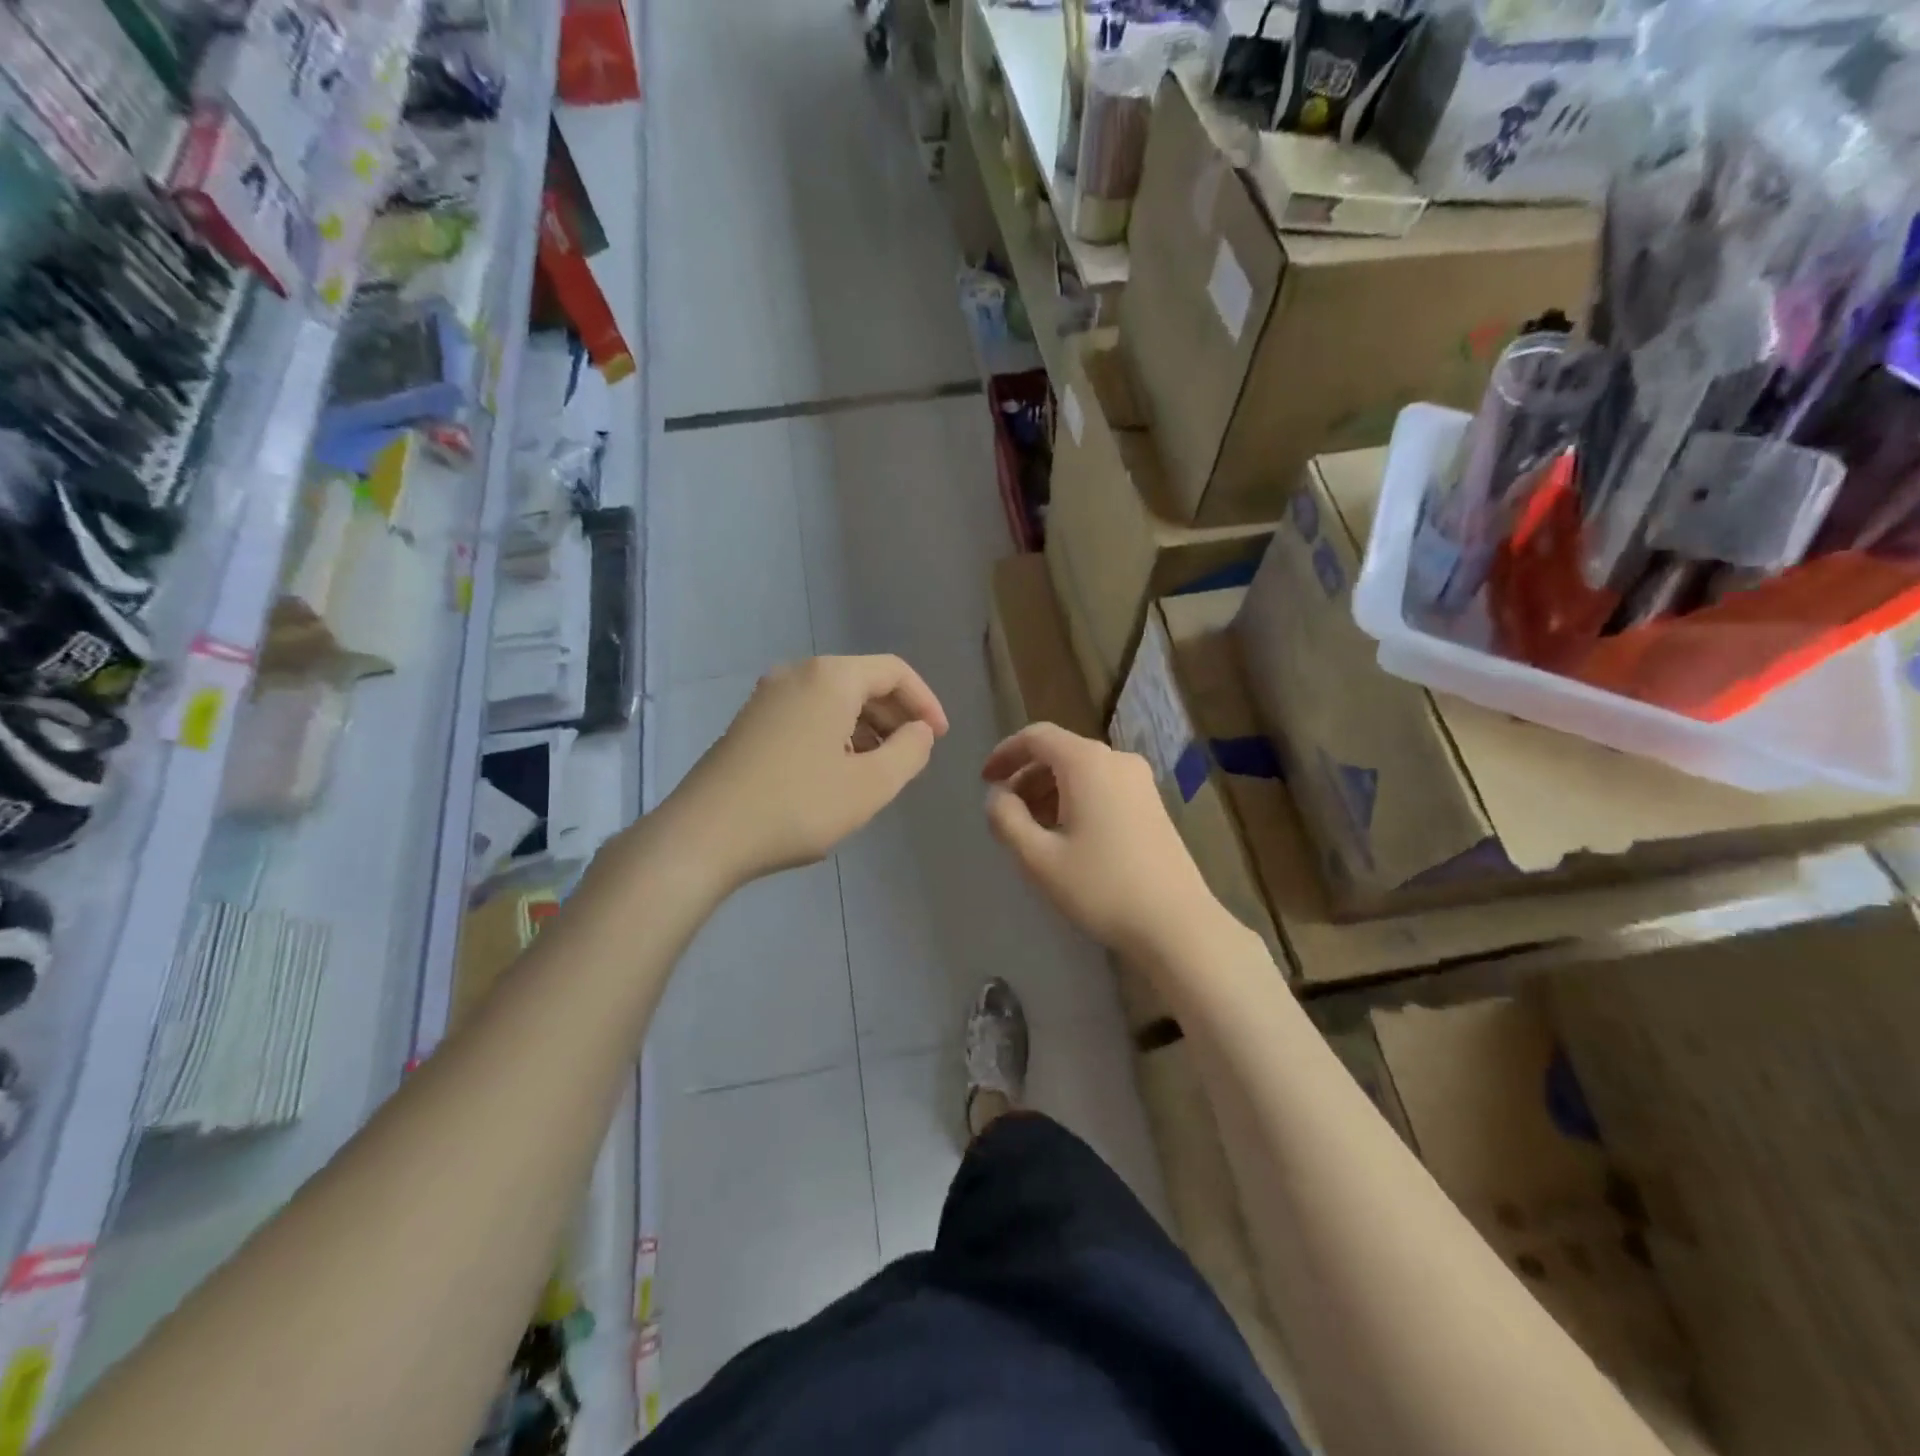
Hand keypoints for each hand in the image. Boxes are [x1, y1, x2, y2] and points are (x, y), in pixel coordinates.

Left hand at [668, 655, 947, 885]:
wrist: (704, 835)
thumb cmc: (797, 806)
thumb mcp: (870, 785)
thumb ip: (910, 752)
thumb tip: (920, 732)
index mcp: (830, 678)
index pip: (894, 671)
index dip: (926, 702)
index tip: (939, 739)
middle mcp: (797, 674)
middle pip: (863, 682)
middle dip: (895, 717)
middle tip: (912, 757)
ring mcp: (767, 697)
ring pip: (834, 701)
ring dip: (866, 729)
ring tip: (878, 772)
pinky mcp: (750, 723)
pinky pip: (808, 715)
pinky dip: (835, 735)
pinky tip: (837, 775)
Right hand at [982, 723, 1222, 961]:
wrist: (1176, 924)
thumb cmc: (1101, 887)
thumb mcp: (1038, 858)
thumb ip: (1006, 819)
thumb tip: (997, 797)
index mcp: (1087, 763)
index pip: (1037, 736)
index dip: (1005, 753)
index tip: (984, 780)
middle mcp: (1116, 760)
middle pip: (1060, 752)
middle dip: (1026, 776)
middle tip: (1005, 812)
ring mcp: (1140, 782)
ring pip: (1082, 771)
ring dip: (1049, 790)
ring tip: (1032, 829)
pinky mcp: (1152, 804)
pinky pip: (1103, 786)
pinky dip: (1075, 799)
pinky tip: (1067, 836)